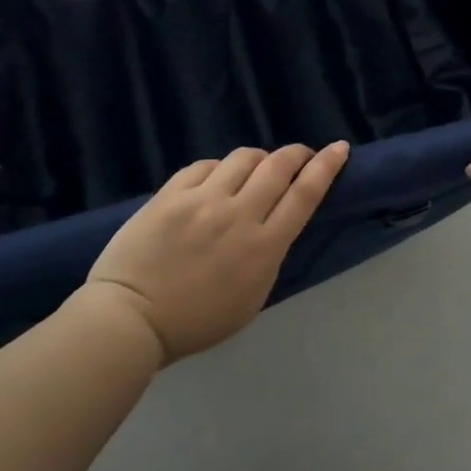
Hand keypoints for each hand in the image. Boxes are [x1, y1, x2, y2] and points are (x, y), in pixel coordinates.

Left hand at [85, 141, 350, 363]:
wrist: (131, 318)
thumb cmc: (195, 322)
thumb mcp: (251, 298)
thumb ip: (268, 256)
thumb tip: (275, 224)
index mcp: (263, 247)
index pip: (305, 195)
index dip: (325, 167)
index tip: (338, 148)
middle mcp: (238, 215)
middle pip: (278, 166)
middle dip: (297, 154)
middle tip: (301, 155)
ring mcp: (202, 200)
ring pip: (243, 158)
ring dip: (258, 159)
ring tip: (256, 168)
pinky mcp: (171, 194)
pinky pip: (204, 165)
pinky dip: (219, 168)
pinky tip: (217, 178)